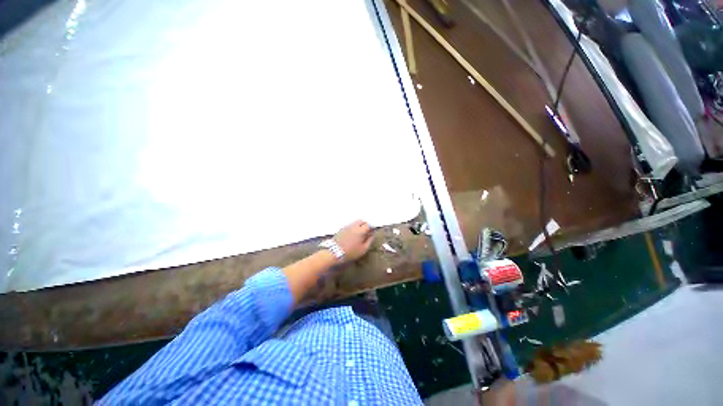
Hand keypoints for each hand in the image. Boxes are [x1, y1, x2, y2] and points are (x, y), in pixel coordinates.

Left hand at [334, 220, 373, 261]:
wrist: (334, 252)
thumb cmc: (351, 252)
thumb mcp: (363, 249)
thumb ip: (369, 241)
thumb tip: (371, 235)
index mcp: (360, 230)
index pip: (369, 224)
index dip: (372, 227)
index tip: (372, 232)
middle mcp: (354, 226)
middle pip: (362, 221)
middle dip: (365, 225)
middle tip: (366, 232)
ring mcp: (347, 226)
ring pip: (355, 222)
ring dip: (359, 226)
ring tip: (359, 234)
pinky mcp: (341, 229)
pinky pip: (350, 225)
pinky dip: (353, 228)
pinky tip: (352, 235)